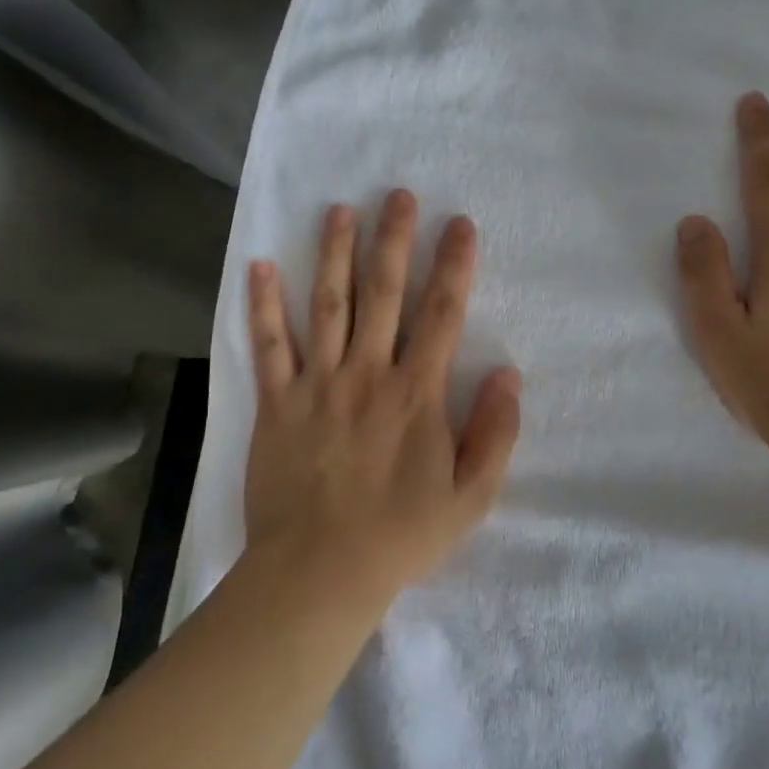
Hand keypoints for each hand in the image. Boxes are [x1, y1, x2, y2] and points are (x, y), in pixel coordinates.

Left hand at [243, 190, 522, 613]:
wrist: (319, 573)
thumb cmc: (400, 535)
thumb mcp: (470, 498)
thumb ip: (495, 434)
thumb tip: (508, 374)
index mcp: (416, 394)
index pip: (442, 315)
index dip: (454, 265)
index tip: (460, 224)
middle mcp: (367, 374)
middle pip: (384, 294)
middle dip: (394, 240)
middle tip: (398, 195)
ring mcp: (318, 384)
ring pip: (328, 305)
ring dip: (334, 253)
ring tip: (340, 210)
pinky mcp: (277, 402)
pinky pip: (269, 346)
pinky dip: (263, 305)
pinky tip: (261, 266)